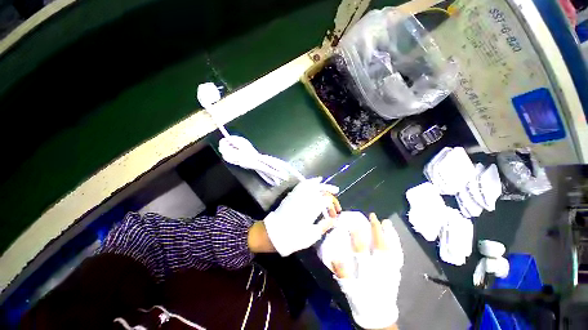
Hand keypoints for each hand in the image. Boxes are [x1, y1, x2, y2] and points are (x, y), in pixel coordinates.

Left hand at [263, 177, 340, 255]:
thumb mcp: (311, 235)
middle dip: (330, 191)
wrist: (273, 234)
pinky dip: (310, 182)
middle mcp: (305, 198)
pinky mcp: (292, 195)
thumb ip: (324, 225)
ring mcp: (297, 195)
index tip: (335, 214)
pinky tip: (315, 182)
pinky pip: (302, 185)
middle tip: (336, 193)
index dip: (333, 205)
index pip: (326, 199)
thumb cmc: (293, 237)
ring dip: (322, 185)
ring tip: (329, 187)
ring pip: (312, 185)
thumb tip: (334, 220)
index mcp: (311, 208)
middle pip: (320, 190)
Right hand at [332, 213, 402, 329]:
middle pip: (379, 246)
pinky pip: (398, 256)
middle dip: (376, 230)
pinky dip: (397, 244)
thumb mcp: (347, 287)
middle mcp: (380, 269)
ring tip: (386, 222)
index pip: (360, 249)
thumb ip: (341, 271)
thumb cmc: (360, 300)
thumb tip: (335, 254)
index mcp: (366, 271)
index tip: (353, 222)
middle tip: (373, 216)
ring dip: (389, 234)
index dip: (357, 234)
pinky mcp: (396, 273)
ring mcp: (390, 270)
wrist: (377, 315)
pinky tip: (395, 237)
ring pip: (391, 248)